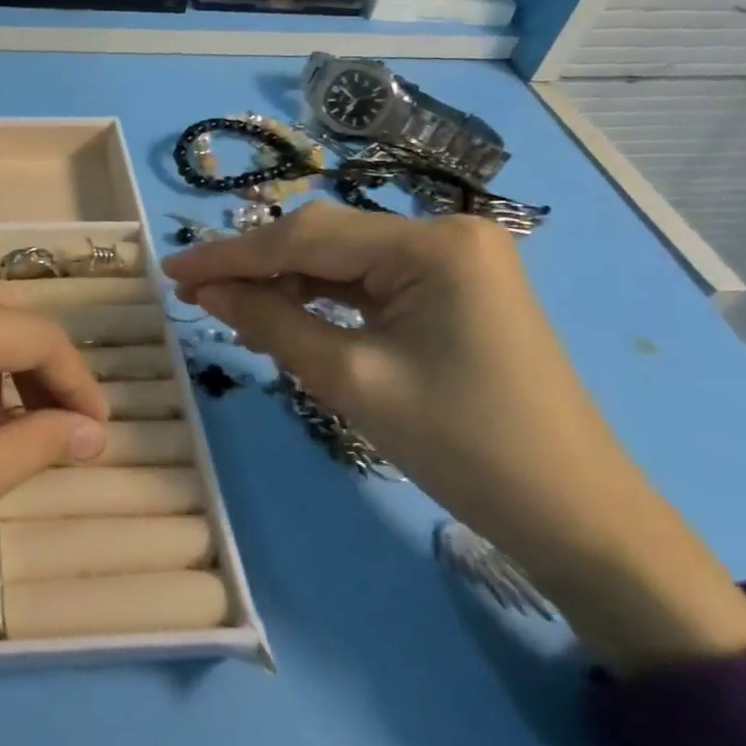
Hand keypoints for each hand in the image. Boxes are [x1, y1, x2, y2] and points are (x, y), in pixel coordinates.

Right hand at [162, 202, 745, 673]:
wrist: (574, 514)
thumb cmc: (463, 447)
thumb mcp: (350, 380)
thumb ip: (270, 322)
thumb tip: (206, 289)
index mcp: (432, 244)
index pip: (306, 237)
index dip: (231, 255)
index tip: (171, 270)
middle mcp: (446, 232)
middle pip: (324, 239)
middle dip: (256, 266)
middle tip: (193, 291)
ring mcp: (455, 258)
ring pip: (343, 258)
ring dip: (285, 281)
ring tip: (230, 306)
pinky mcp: (454, 287)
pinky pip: (369, 280)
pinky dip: (322, 296)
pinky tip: (287, 313)